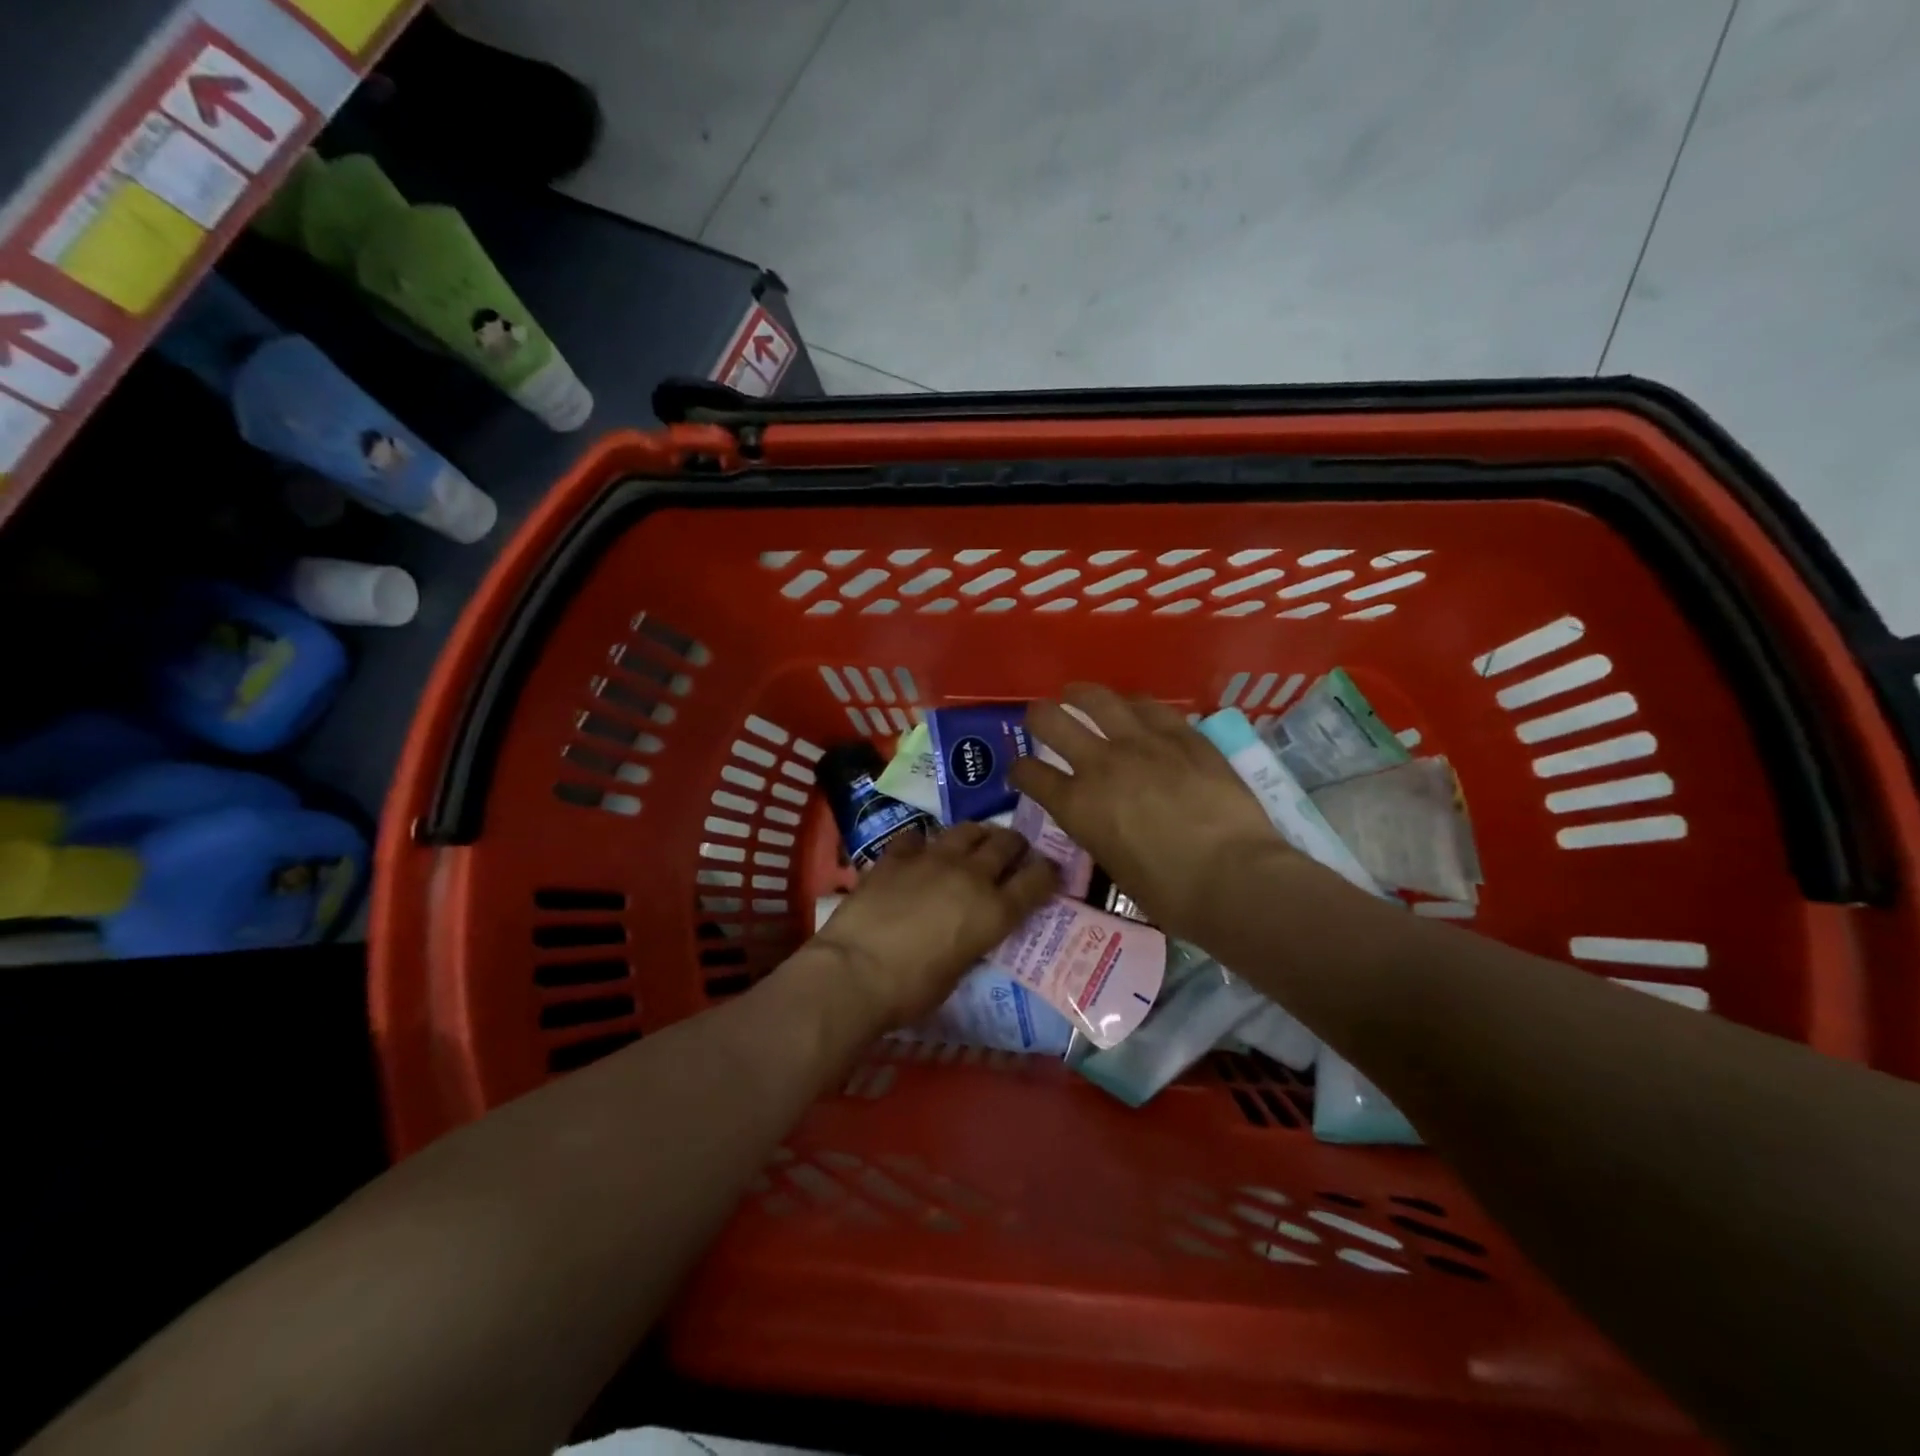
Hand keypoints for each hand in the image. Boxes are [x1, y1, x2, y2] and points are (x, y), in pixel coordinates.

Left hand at [807, 823, 1056, 1027]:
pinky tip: (918, 853)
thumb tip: (971, 929)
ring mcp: (932, 858)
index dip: (1048, 873)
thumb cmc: (912, 990)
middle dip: (1014, 845)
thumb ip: (973, 939)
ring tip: (973, 844)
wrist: (855, 971)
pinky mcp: (897, 854)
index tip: (1048, 873)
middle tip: (1011, 853)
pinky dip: (923, 844)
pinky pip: (917, 838)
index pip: (1038, 879)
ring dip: (976, 836)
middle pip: (1006, 843)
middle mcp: (971, 875)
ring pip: (967, 830)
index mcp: (995, 911)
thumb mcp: (959, 970)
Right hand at [1008, 684, 1297, 944]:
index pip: (1029, 774)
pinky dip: (1133, 706)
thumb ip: (1098, 830)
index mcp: (1076, 806)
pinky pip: (1150, 707)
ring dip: (1080, 695)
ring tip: (1076, 694)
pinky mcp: (1182, 735)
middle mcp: (1099, 764)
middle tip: (1041, 719)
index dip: (1020, 770)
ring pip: (1097, 699)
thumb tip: (1103, 817)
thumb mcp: (1113, 865)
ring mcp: (1141, 743)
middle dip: (1039, 717)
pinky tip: (1133, 707)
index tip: (1022, 772)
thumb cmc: (1169, 894)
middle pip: (1050, 720)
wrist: (1232, 877)